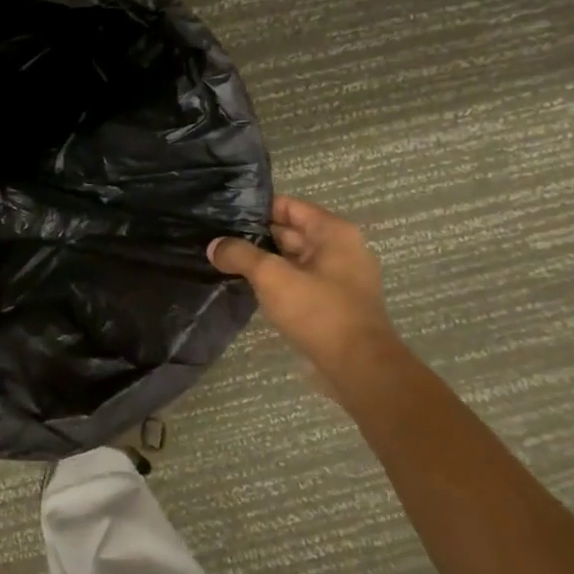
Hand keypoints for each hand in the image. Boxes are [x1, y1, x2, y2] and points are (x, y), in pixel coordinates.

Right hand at [209, 194, 406, 402]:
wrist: (359, 368)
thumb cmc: (318, 311)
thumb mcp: (272, 277)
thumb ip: (240, 255)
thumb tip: (214, 246)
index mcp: (333, 232)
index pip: (287, 206)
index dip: (254, 209)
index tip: (223, 215)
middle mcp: (340, 248)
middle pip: (289, 231)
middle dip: (255, 236)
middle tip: (217, 238)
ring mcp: (338, 277)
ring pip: (292, 258)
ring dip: (263, 261)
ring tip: (225, 261)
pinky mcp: (333, 302)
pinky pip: (298, 281)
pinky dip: (276, 281)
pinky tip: (248, 286)